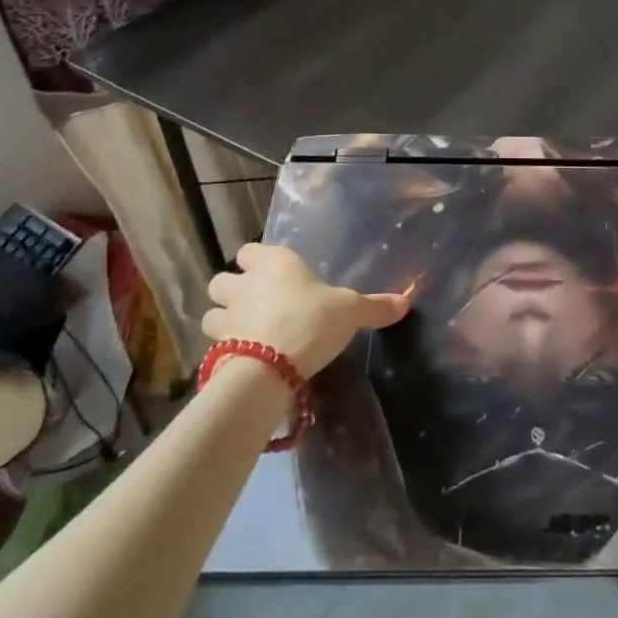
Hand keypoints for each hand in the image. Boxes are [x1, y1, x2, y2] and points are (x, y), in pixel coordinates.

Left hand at [203, 243, 410, 375]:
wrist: (272, 366)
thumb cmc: (313, 321)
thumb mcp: (352, 311)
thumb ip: (375, 306)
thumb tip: (406, 302)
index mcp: (275, 263)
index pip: (250, 250)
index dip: (256, 261)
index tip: (271, 274)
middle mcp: (245, 284)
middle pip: (222, 279)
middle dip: (232, 290)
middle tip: (254, 304)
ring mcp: (227, 317)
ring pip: (211, 312)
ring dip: (222, 319)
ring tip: (243, 333)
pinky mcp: (217, 349)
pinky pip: (213, 345)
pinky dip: (222, 350)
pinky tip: (241, 359)